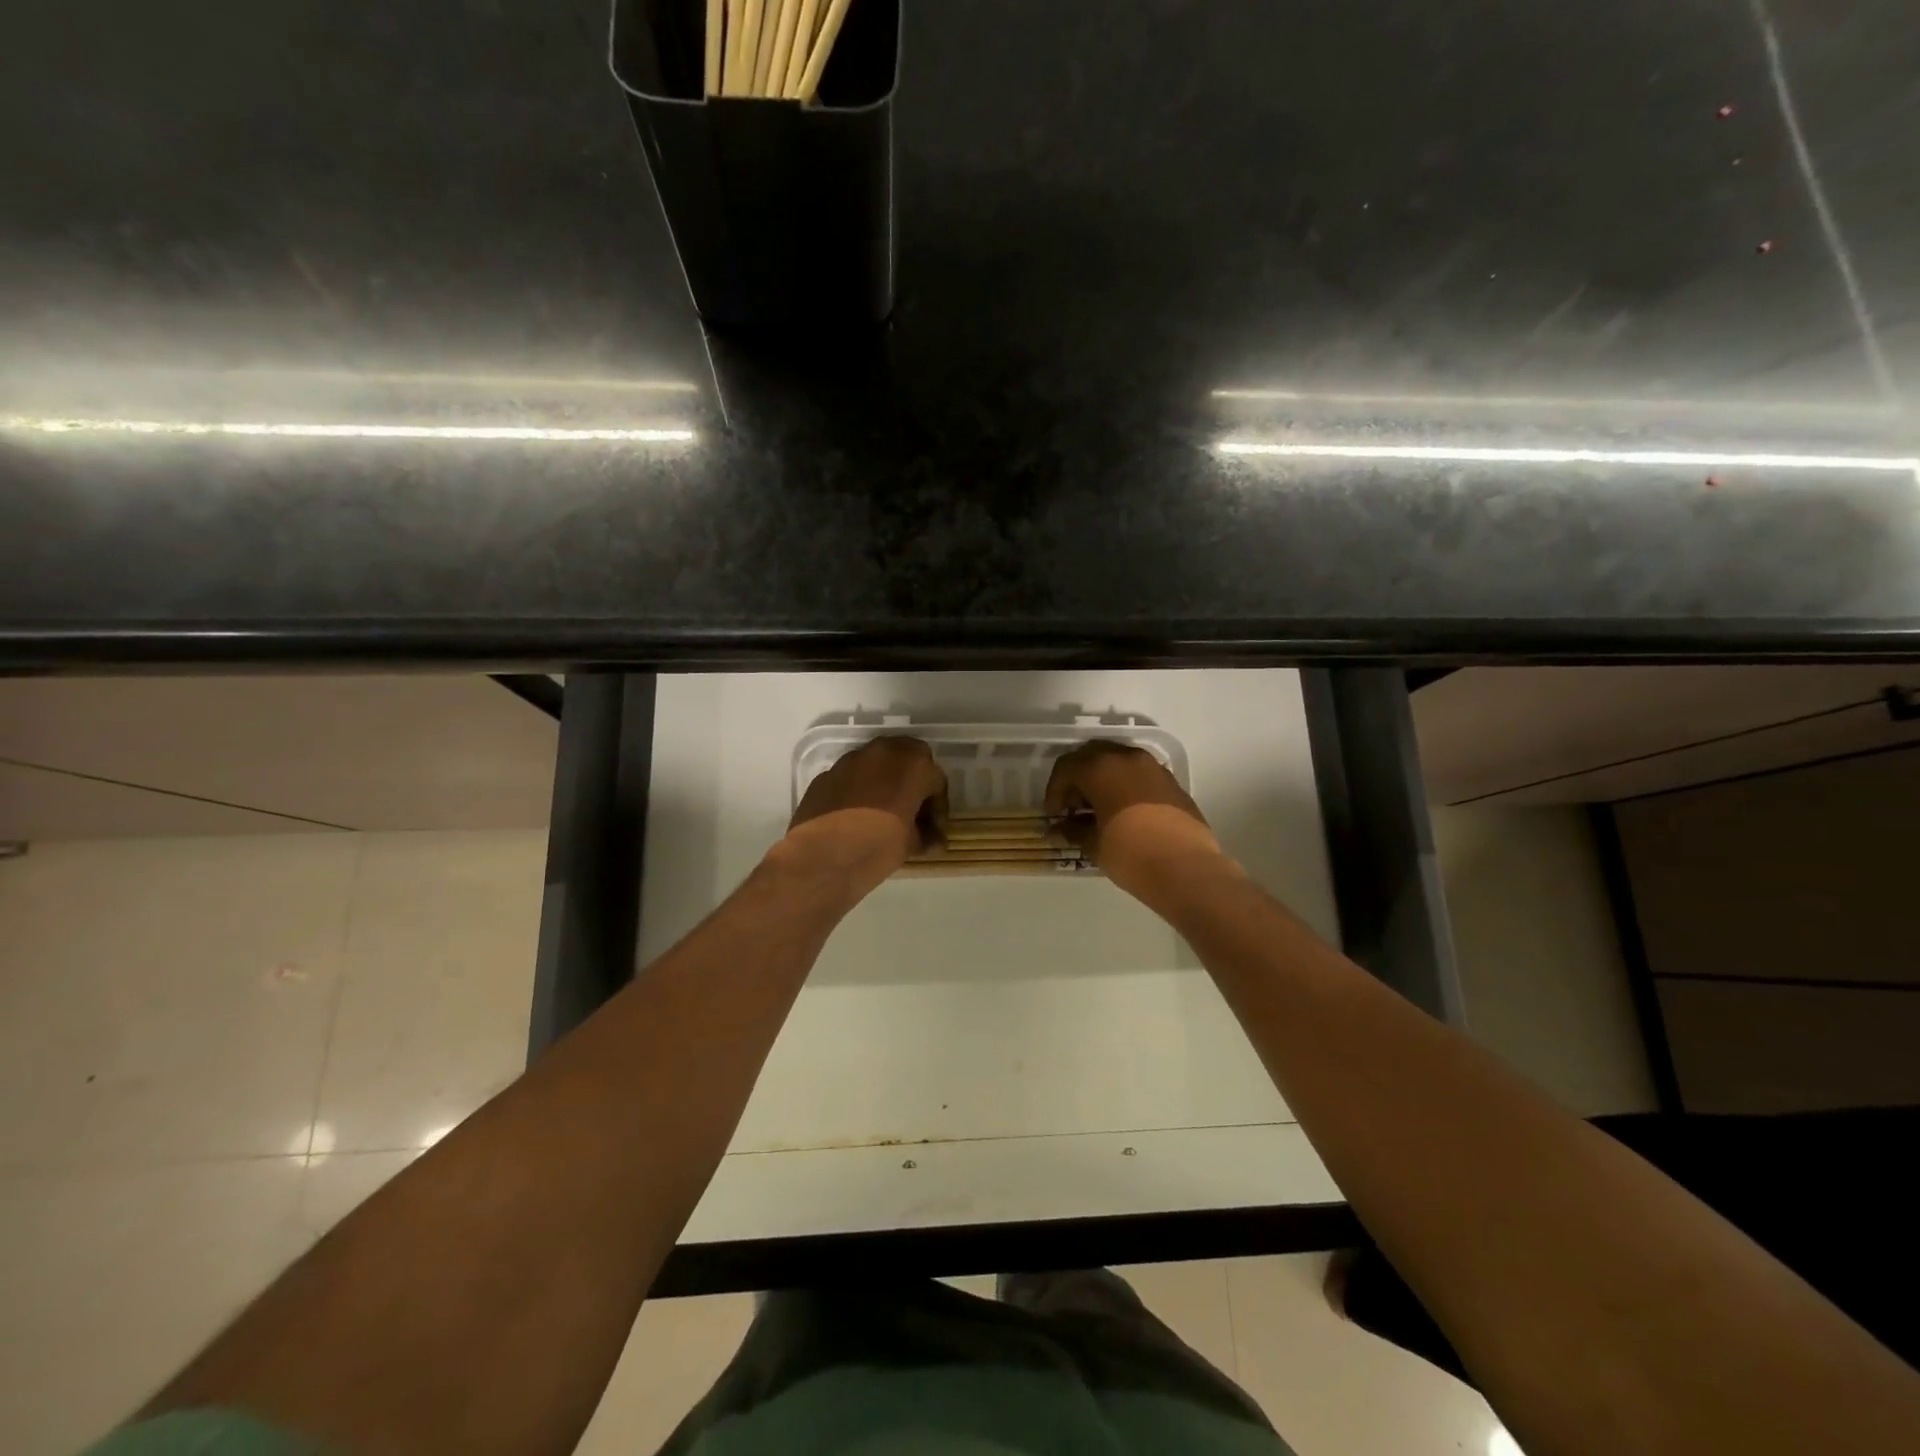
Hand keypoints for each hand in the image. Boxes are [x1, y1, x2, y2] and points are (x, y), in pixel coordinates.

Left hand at [774, 737, 947, 904]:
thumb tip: (932, 840)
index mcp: (913, 765)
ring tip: (884, 812)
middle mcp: (883, 752)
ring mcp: (850, 761)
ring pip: (877, 764)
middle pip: (908, 759)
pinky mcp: (826, 775)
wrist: (822, 857)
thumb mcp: (911, 844)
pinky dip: (859, 790)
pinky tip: (856, 816)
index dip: (938, 809)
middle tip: (913, 810)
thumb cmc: (877, 847)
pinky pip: (851, 778)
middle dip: (914, 782)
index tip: (934, 832)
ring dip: (885, 782)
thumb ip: (925, 835)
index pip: (937, 781)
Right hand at [1044, 741, 1225, 900]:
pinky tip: (1123, 813)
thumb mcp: (1093, 844)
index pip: (1066, 768)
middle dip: (1078, 779)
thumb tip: (1060, 829)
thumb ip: (1073, 830)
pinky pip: (1139, 775)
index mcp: (1100, 767)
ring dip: (1102, 780)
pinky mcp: (1171, 782)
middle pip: (1092, 756)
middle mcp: (1126, 758)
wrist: (1185, 868)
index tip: (1054, 816)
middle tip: (1073, 808)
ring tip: (1098, 811)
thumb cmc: (1130, 852)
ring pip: (1118, 762)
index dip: (1054, 791)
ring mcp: (1153, 767)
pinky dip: (1124, 786)